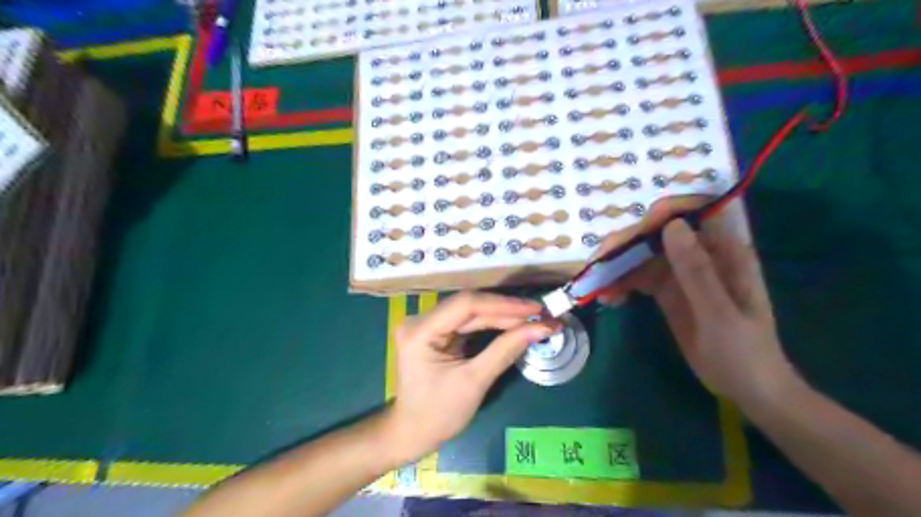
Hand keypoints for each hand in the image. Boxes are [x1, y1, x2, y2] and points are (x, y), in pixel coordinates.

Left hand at [382, 291, 553, 463]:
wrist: (412, 433)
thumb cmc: (439, 414)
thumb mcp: (474, 382)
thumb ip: (506, 350)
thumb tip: (541, 328)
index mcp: (420, 331)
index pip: (466, 305)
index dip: (503, 304)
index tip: (535, 308)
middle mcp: (421, 320)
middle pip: (470, 306)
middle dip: (507, 310)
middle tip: (541, 313)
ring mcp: (428, 325)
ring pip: (471, 313)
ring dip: (503, 315)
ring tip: (534, 317)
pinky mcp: (437, 332)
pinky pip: (468, 323)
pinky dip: (492, 324)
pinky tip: (515, 323)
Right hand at [594, 201, 794, 405]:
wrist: (746, 387)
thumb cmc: (743, 351)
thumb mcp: (719, 313)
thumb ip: (696, 271)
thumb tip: (670, 226)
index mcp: (722, 251)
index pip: (688, 215)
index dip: (657, 216)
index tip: (629, 236)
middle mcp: (699, 254)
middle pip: (656, 234)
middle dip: (626, 244)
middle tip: (599, 263)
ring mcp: (681, 273)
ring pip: (643, 255)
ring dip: (618, 265)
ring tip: (596, 283)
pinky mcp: (667, 291)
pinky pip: (639, 278)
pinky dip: (621, 283)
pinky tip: (608, 297)